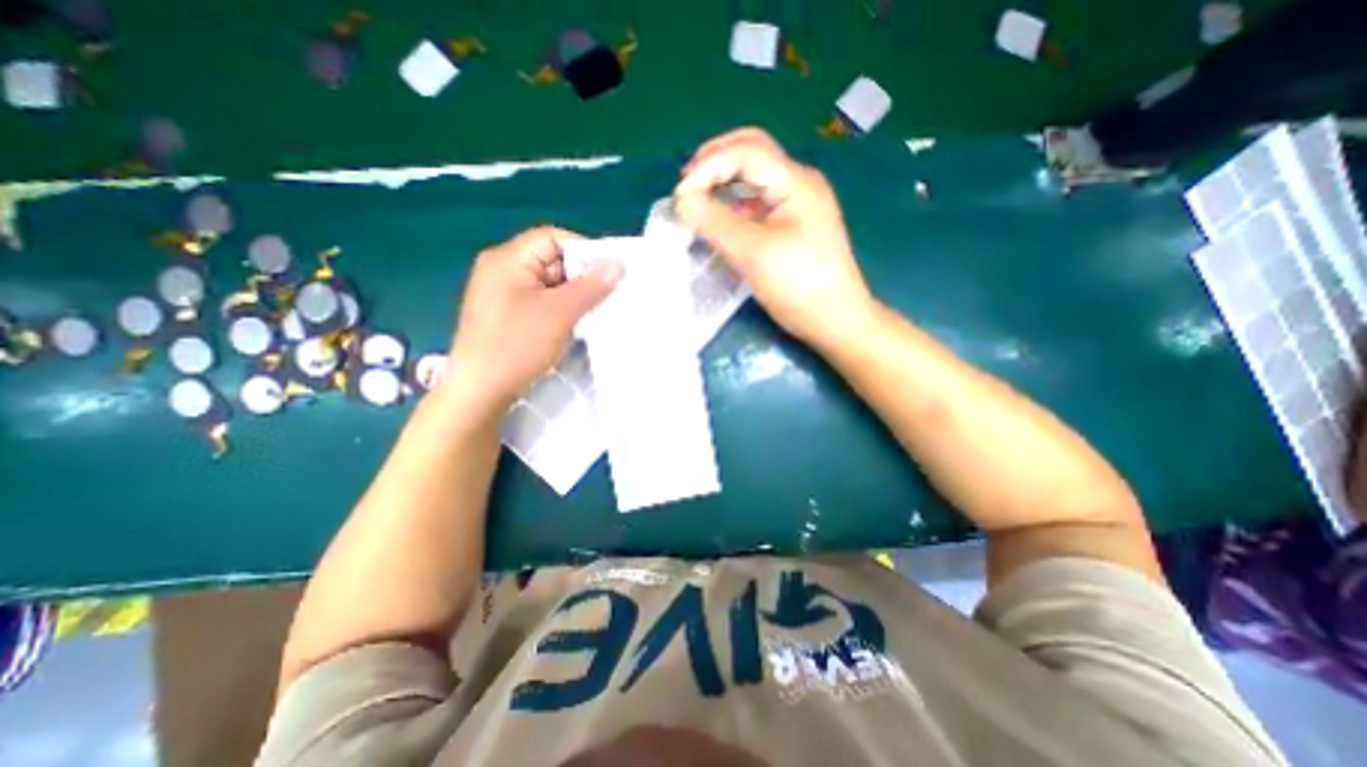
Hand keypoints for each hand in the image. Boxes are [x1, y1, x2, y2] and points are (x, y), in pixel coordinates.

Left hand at [448, 227, 623, 413]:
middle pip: (551, 261)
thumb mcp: (560, 313)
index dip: (584, 252)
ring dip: (573, 297)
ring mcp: (503, 294)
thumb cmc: (517, 346)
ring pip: (549, 285)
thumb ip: (591, 286)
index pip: (553, 239)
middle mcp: (502, 270)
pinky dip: (561, 310)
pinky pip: (541, 302)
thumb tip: (618, 263)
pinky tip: (576, 326)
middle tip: (607, 297)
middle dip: (581, 278)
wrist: (480, 392)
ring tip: (596, 313)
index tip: (609, 274)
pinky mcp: (507, 315)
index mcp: (507, 259)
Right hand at [672, 126, 876, 347]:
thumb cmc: (799, 287)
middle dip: (715, 161)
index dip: (707, 168)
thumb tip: (682, 202)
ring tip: (697, 197)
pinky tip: (720, 216)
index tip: (679, 197)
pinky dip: (735, 202)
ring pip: (755, 176)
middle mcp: (799, 183)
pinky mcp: (794, 224)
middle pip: (753, 151)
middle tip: (686, 183)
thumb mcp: (753, 254)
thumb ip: (715, 224)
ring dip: (724, 180)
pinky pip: (759, 200)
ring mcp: (798, 203)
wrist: (836, 320)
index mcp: (796, 182)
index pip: (745, 153)